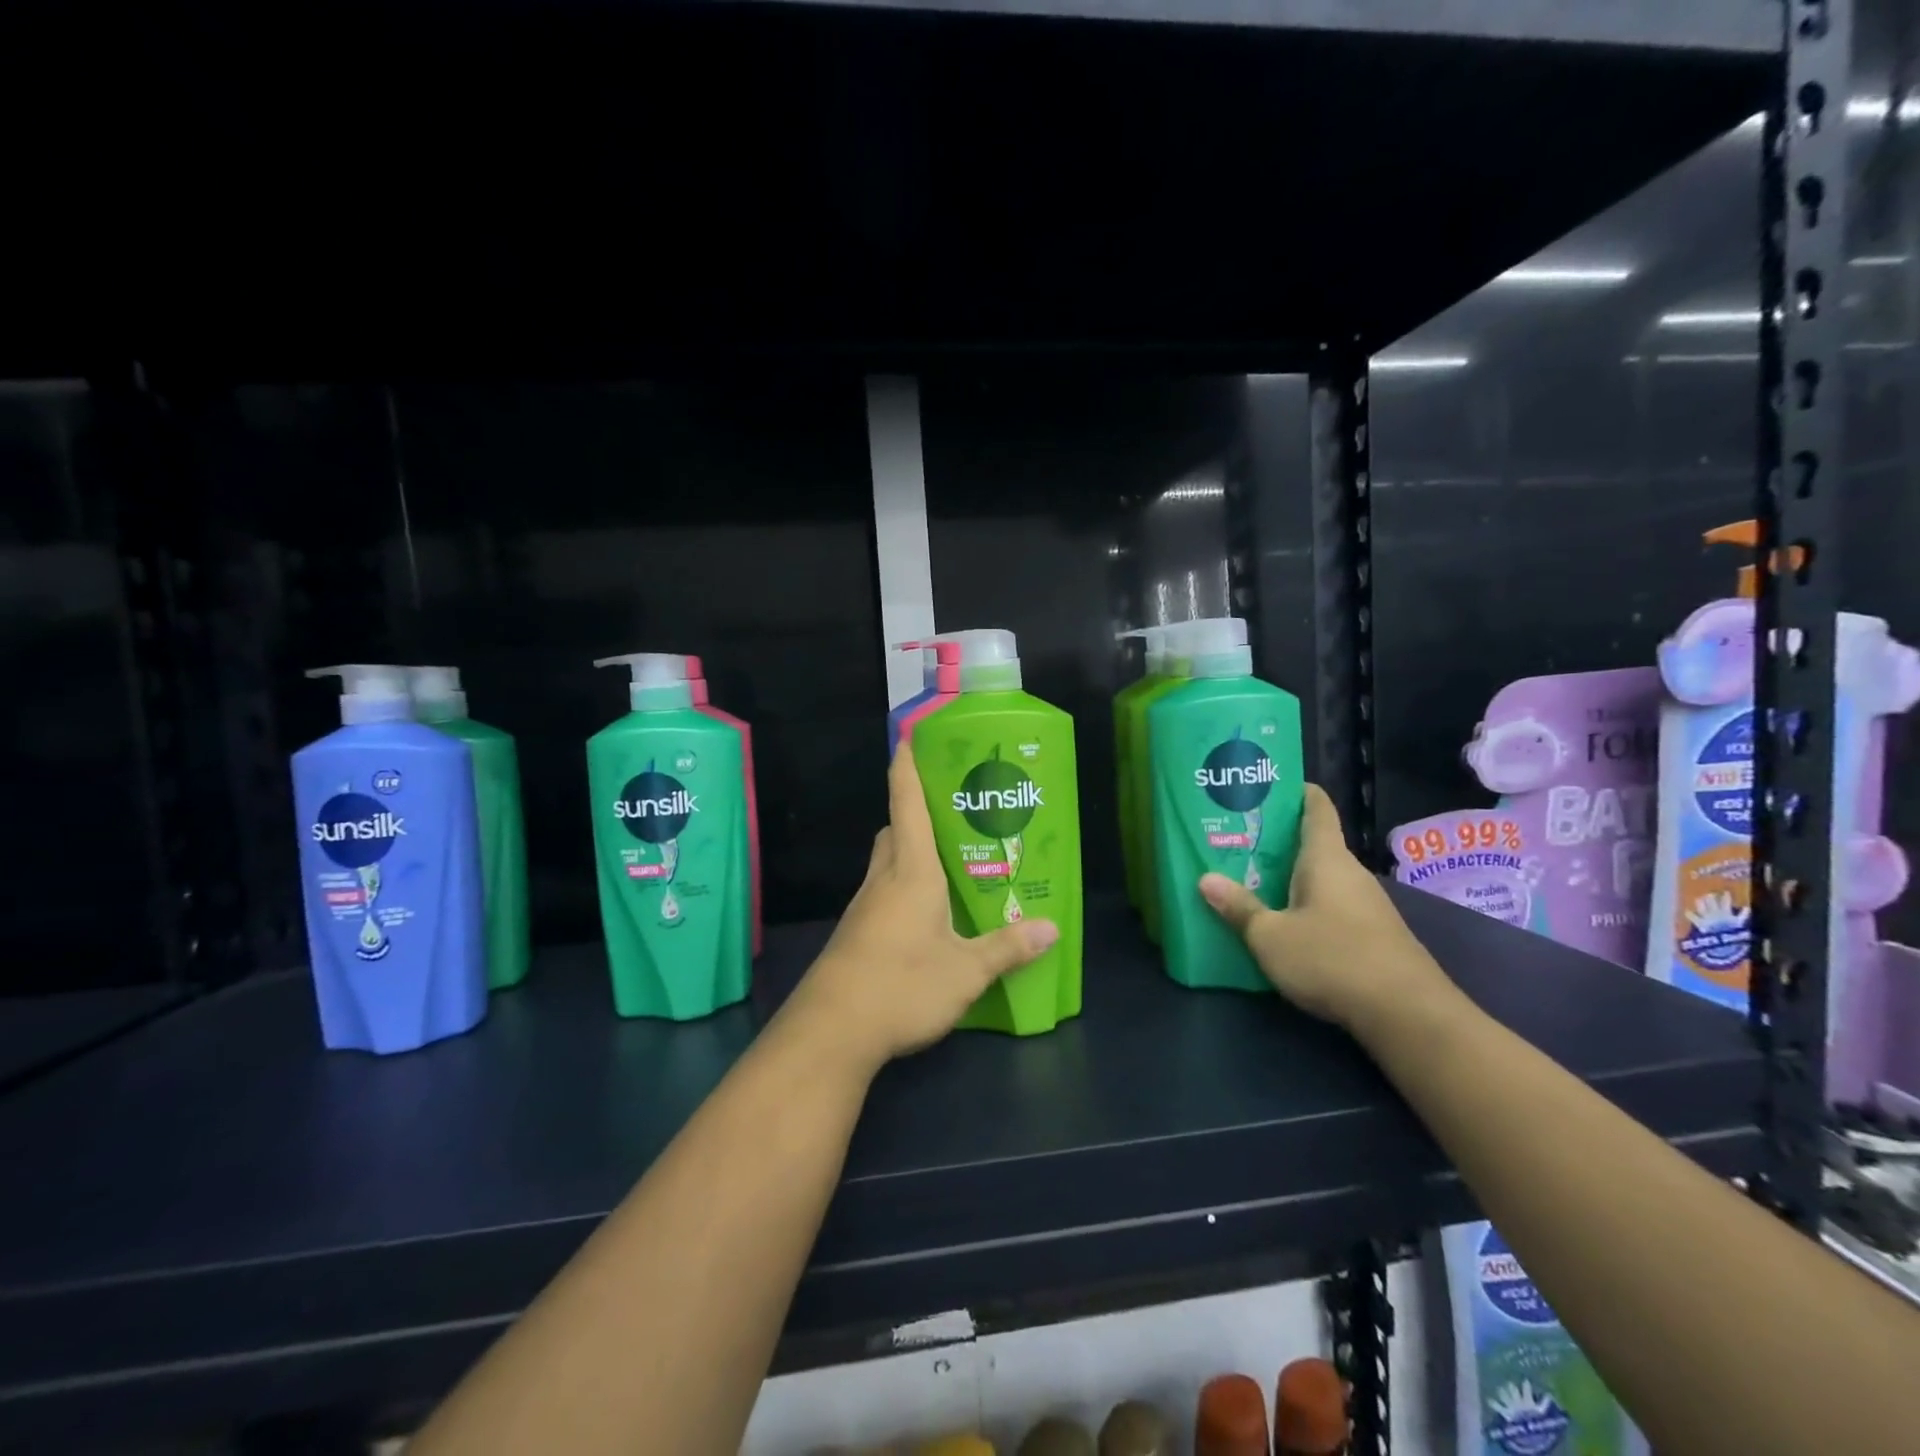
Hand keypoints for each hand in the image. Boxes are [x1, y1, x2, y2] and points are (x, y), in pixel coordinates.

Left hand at [785, 743, 1058, 1073]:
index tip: (908, 738)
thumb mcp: (966, 971)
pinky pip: (884, 894)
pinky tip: (929, 918)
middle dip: (917, 816)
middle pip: (896, 831)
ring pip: (887, 864)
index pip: (907, 805)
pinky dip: (905, 889)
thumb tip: (1052, 928)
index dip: (907, 769)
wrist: (831, 1032)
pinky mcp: (857, 934)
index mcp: (911, 872)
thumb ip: (1007, 948)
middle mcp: (884, 880)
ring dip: (912, 856)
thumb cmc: (901, 985)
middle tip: (955, 819)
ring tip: (952, 867)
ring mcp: (865, 908)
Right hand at [1198, 784, 1449, 1037]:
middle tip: (1236, 842)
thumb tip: (1205, 879)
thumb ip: (1239, 907)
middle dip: (1277, 841)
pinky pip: (1333, 906)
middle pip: (1314, 844)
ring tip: (1251, 882)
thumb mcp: (1270, 936)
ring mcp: (1367, 905)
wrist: (1408, 1015)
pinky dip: (1307, 905)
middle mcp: (1350, 872)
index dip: (1295, 790)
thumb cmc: (1333, 959)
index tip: (1267, 786)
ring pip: (1322, 878)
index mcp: (1326, 858)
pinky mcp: (1375, 934)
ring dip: (1290, 878)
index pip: (1316, 807)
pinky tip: (1285, 925)